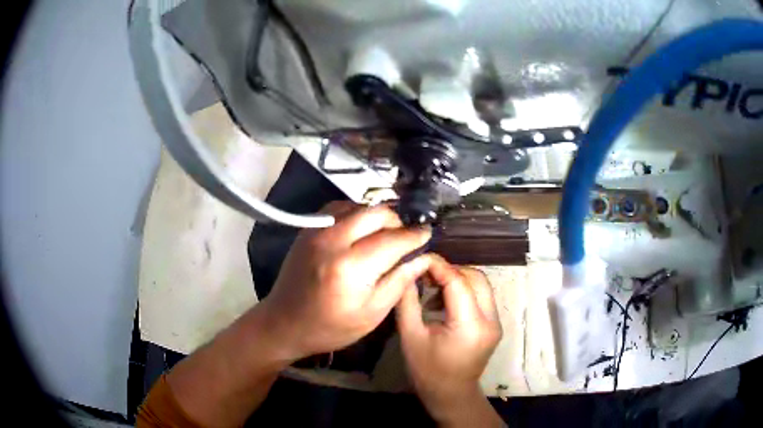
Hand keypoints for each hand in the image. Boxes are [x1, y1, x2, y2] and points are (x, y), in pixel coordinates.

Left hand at [259, 202, 431, 360]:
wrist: (284, 322)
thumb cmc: (330, 327)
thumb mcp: (371, 314)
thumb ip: (399, 282)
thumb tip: (421, 257)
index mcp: (350, 267)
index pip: (393, 240)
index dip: (414, 235)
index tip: (427, 234)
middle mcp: (333, 240)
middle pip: (377, 213)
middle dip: (398, 222)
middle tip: (405, 238)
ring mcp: (317, 230)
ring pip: (359, 206)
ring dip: (378, 216)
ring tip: (385, 235)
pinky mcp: (308, 228)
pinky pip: (340, 208)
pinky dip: (357, 213)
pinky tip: (362, 229)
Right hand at [396, 254, 502, 424]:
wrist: (451, 394)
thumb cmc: (427, 370)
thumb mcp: (411, 336)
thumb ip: (407, 302)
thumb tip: (406, 272)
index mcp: (470, 326)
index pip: (458, 282)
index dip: (438, 266)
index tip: (419, 258)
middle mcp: (490, 320)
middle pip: (475, 278)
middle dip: (450, 271)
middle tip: (425, 275)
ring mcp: (496, 322)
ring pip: (481, 285)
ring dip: (458, 280)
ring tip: (432, 289)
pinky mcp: (494, 325)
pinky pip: (481, 297)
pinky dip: (464, 291)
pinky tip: (444, 301)